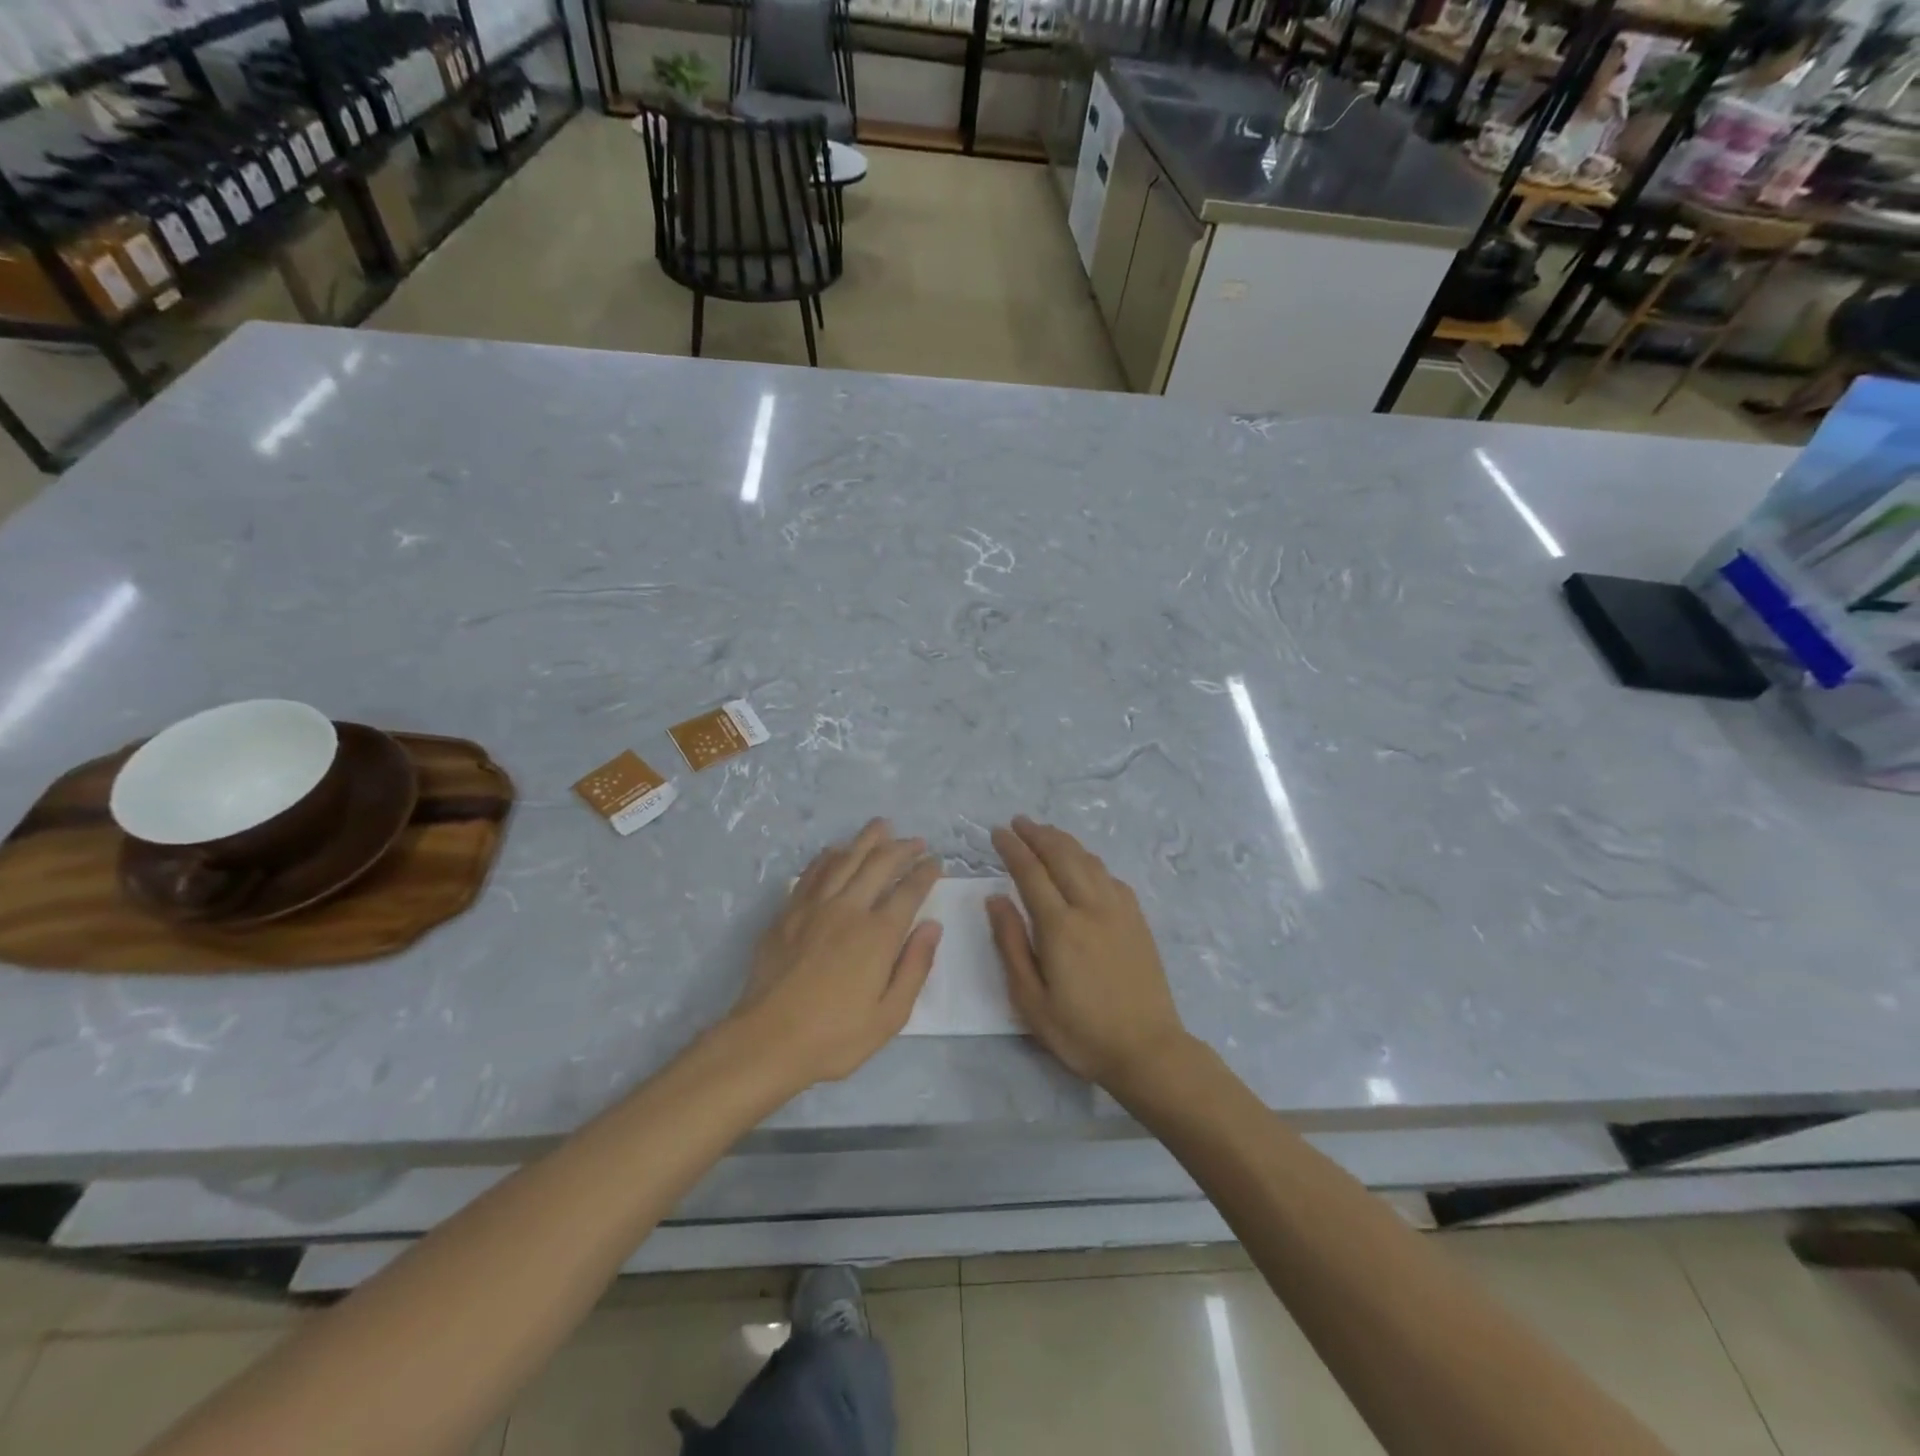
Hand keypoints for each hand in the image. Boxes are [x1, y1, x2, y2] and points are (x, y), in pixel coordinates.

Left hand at [730, 819, 941, 1088]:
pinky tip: (836, 850)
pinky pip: (812, 873)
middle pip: (879, 864)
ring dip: (867, 840)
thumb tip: (932, 926)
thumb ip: (915, 967)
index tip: (936, 862)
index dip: (925, 873)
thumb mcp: (890, 1015)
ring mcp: (814, 907)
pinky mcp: (788, 912)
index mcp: (878, 934)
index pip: (909, 891)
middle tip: (916, 841)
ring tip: (882, 826)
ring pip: (845, 860)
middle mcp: (849, 909)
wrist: (767, 1039)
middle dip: (902, 848)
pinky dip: (829, 857)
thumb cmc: (835, 1036)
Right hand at [987, 816, 1189, 1087]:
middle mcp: (1091, 907)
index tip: (997, 832)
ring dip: (1064, 841)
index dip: (1012, 848)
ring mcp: (1119, 910)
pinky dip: (1090, 861)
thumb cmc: (1081, 1032)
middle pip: (1062, 856)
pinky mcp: (1137, 919)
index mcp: (1061, 927)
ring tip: (1045, 832)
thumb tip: (995, 899)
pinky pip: (1110, 876)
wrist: (1148, 1049)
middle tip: (1018, 822)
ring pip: (1089, 861)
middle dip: (1037, 834)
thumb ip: (1011, 944)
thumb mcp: (1031, 1000)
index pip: (1031, 872)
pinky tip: (1084, 864)